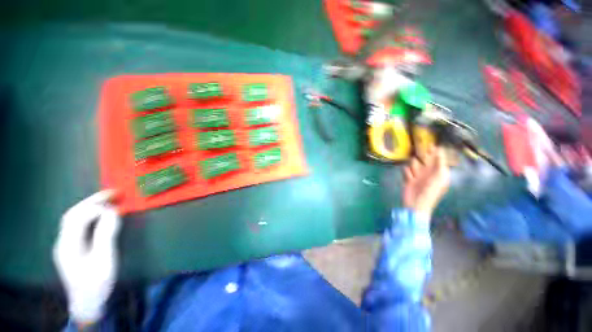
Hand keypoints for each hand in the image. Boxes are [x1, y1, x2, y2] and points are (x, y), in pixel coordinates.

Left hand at [53, 190, 120, 324]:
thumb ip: (106, 234)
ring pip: (73, 219)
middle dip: (91, 201)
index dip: (96, 208)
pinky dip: (88, 215)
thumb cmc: (97, 282)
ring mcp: (65, 245)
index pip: (78, 218)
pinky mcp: (71, 248)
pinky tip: (99, 215)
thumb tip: (113, 212)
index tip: (117, 206)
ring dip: (89, 206)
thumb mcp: (104, 260)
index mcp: (68, 245)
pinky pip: (77, 226)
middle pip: (72, 214)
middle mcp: (63, 241)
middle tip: (112, 193)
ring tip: (107, 200)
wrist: (87, 303)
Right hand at [403, 147, 449, 218]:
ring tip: (415, 175)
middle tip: (420, 150)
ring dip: (414, 167)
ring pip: (413, 163)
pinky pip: (406, 170)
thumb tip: (440, 150)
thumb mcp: (440, 177)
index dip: (434, 150)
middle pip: (423, 158)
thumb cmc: (431, 191)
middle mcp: (428, 171)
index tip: (430, 143)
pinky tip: (410, 179)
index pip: (436, 157)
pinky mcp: (408, 178)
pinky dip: (407, 173)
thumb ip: (440, 163)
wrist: (416, 204)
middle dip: (421, 156)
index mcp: (438, 171)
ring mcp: (417, 174)